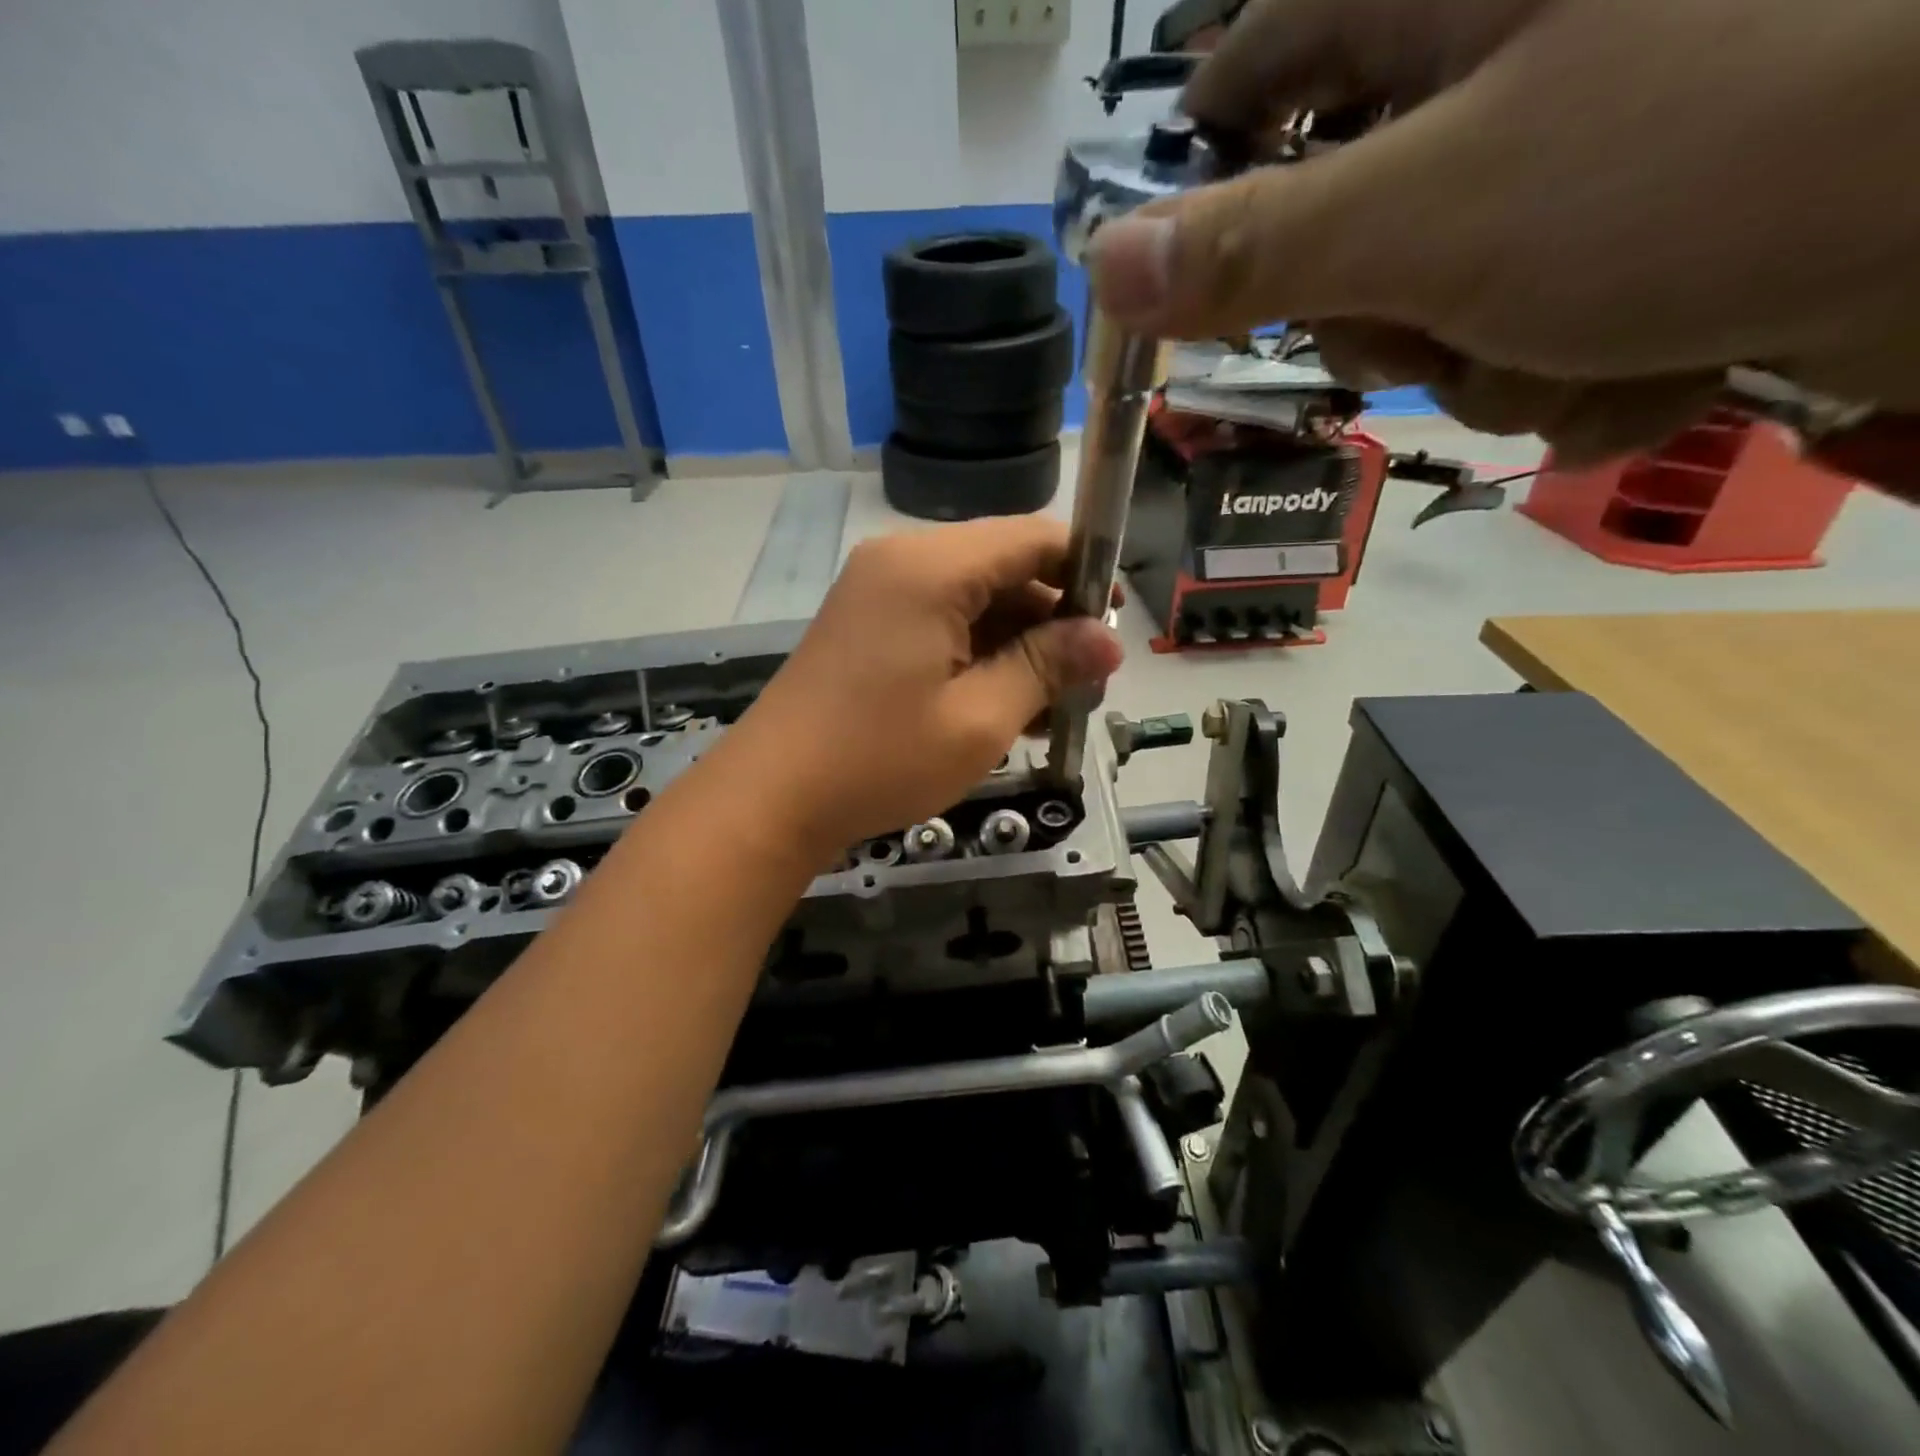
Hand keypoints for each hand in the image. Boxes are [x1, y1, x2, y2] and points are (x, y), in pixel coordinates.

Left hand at [721, 519, 1122, 860]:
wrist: (772, 798)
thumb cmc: (880, 759)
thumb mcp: (980, 718)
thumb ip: (1047, 666)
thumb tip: (1108, 640)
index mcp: (931, 567)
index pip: (1031, 537)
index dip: (1083, 570)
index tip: (1113, 625)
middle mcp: (902, 561)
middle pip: (1002, 567)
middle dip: (1051, 619)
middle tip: (1085, 683)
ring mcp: (877, 591)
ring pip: (973, 599)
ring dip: (1016, 644)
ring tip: (1050, 707)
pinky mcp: (866, 625)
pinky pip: (939, 622)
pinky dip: (976, 654)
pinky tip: (1003, 705)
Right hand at [1091, 0, 1919, 463]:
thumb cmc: (1724, 153)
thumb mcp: (1431, 217)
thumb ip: (1252, 251)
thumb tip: (1103, 267)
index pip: (1254, 65)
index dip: (1207, 173)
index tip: (1194, 271)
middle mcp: (1505, 52)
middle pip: (1339, 223)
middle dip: (1376, 314)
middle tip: (1433, 324)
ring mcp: (1582, 138)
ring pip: (1437, 297)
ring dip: (1487, 360)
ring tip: (1589, 342)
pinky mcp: (1649, 214)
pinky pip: (1536, 319)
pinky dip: (1575, 371)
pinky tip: (1656, 361)